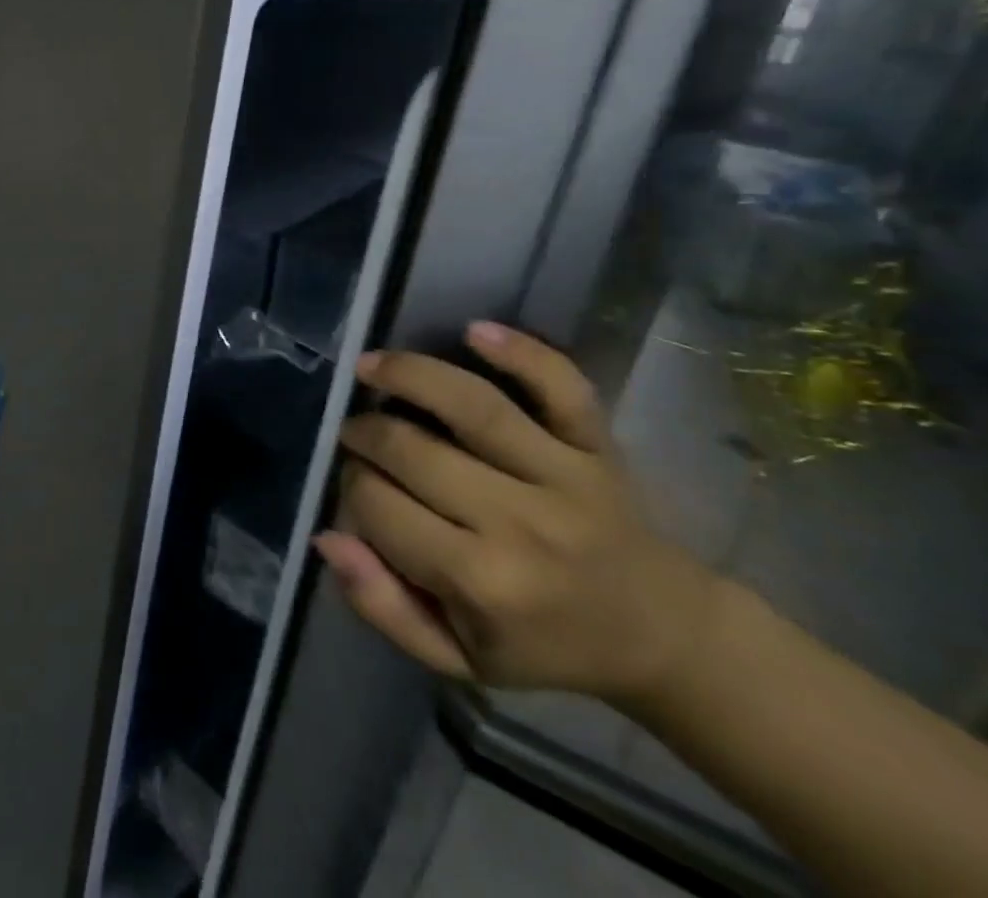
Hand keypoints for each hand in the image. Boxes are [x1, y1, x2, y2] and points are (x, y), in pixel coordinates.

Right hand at [314, 322, 718, 709]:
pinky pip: (562, 388)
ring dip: (411, 375)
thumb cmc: (544, 645)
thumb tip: (327, 538)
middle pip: (412, 451)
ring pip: (475, 406)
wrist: (661, 634)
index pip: (379, 507)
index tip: (354, 487)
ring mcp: (564, 477)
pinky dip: (522, 352)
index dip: (351, 487)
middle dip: (365, 433)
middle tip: (354, 432)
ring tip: (370, 366)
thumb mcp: (457, 657)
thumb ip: (383, 606)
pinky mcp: (598, 447)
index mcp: (481, 582)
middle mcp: (520, 524)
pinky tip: (472, 330)